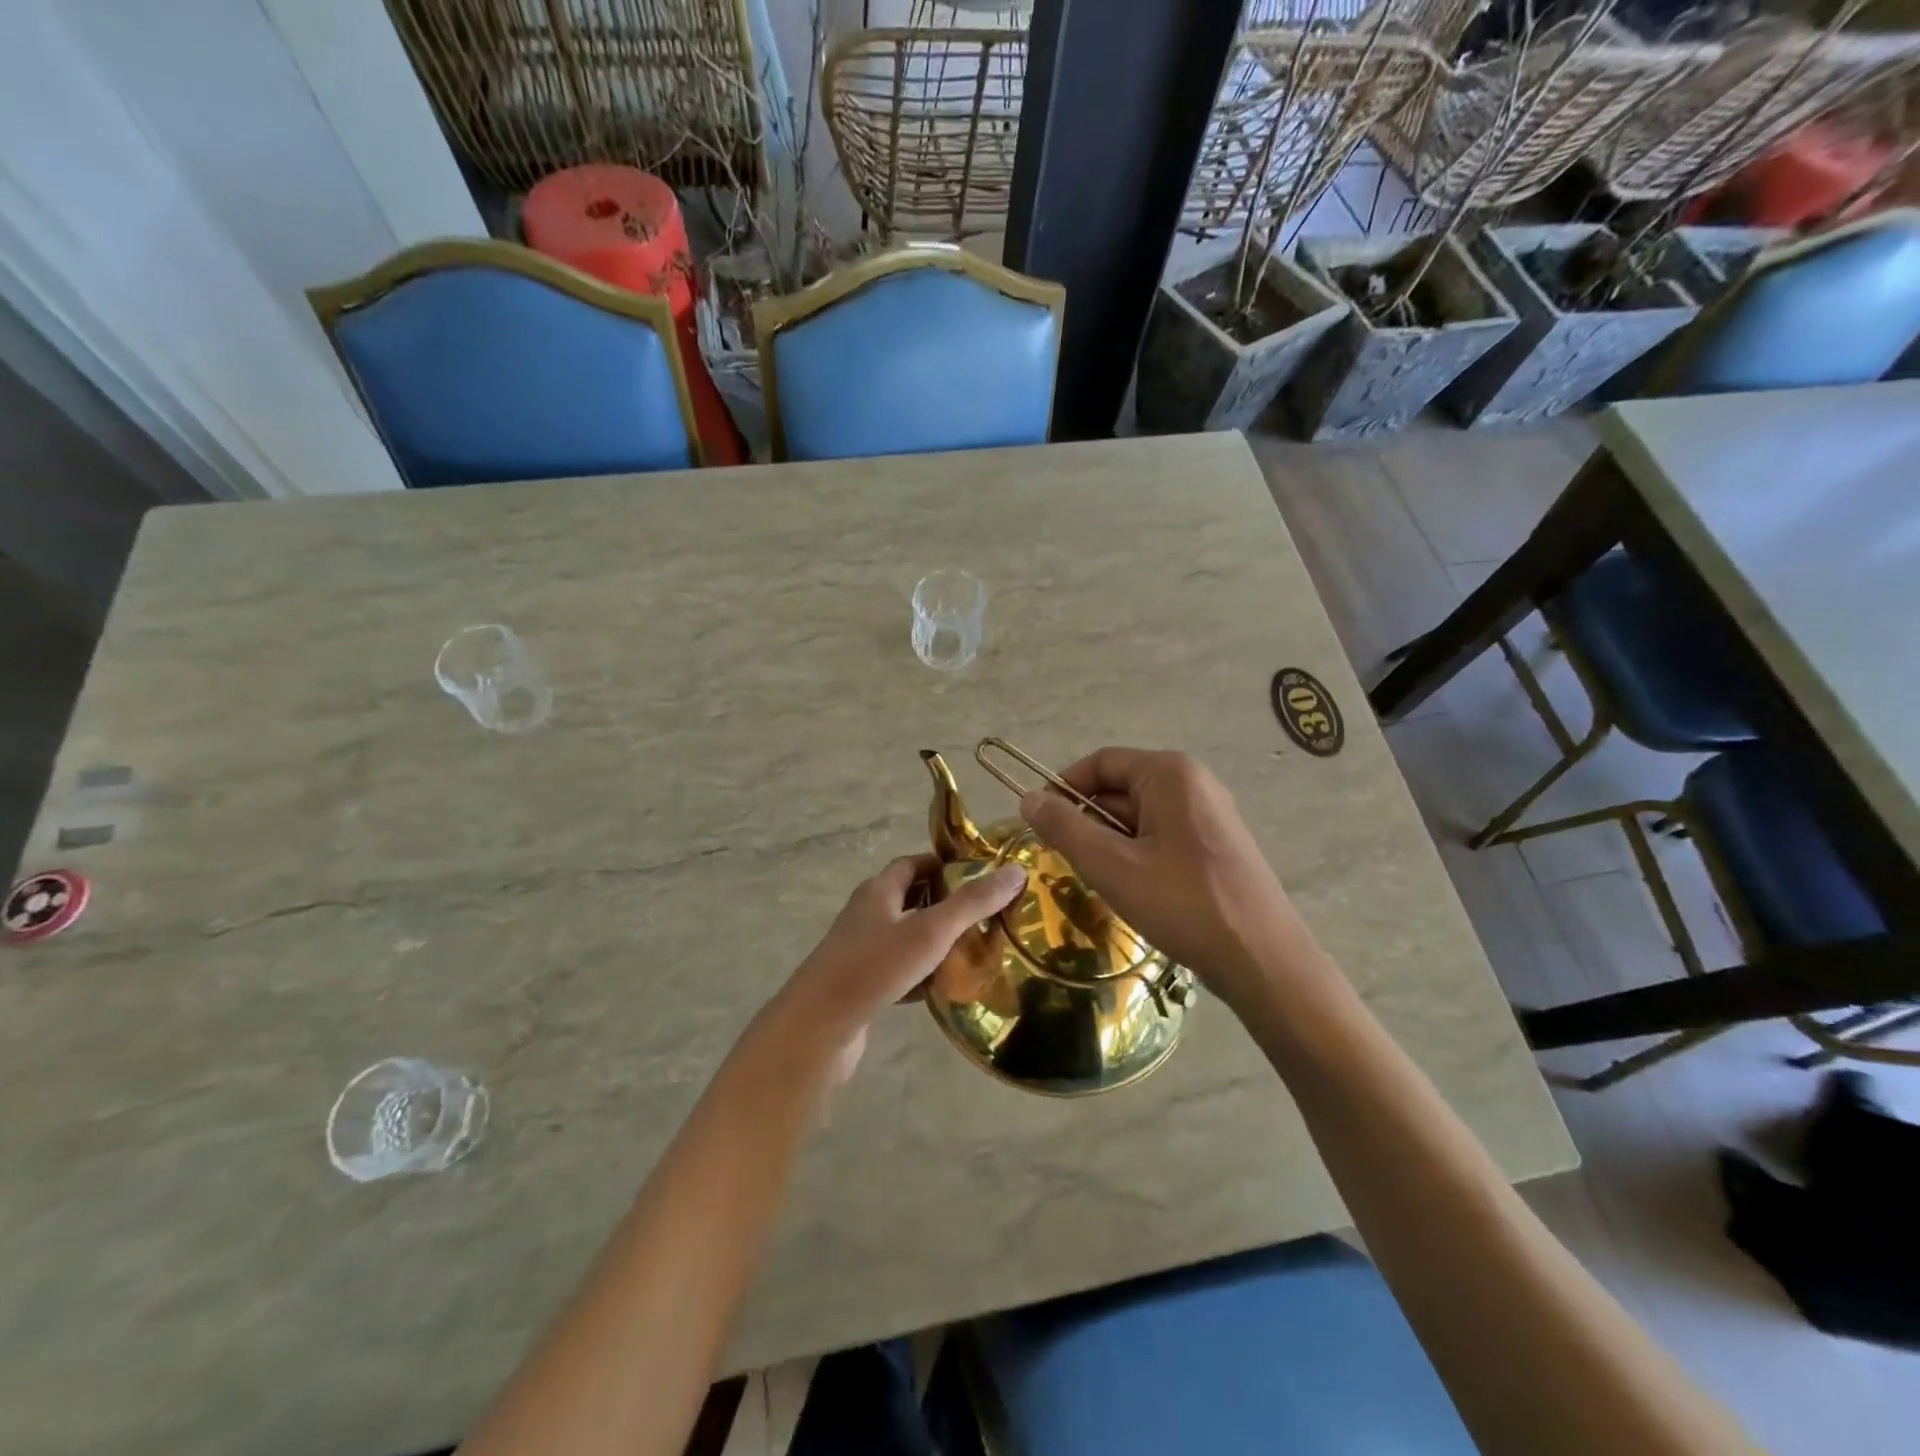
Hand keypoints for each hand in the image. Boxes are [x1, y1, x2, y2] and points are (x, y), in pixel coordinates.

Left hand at [756, 855, 1025, 1086]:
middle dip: (947, 905)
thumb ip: (973, 902)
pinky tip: (945, 990)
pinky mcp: (861, 985)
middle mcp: (867, 914)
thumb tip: (1016, 871)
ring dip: (936, 943)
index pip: (914, 863)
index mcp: (879, 890)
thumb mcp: (931, 930)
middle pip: (911, 900)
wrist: (818, 1027)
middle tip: (987, 917)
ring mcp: (861, 951)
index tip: (982, 876)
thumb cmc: (874, 966)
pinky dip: (922, 976)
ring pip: (906, 938)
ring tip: (976, 953)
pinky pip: (899, 972)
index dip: (946, 864)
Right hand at [1018, 748, 1310, 1014]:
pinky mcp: (1217, 845)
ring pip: (1140, 817)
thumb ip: (1065, 828)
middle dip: (1089, 822)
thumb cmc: (1183, 903)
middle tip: (1068, 863)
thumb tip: (1028, 798)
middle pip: (1120, 789)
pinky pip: (1163, 836)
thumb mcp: (1112, 866)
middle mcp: (1193, 783)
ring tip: (1102, 883)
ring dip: (1112, 844)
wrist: (1264, 961)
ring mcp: (1210, 815)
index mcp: (1169, 773)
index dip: (1063, 788)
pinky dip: (1139, 856)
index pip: (1100, 763)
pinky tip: (1136, 892)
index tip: (1038, 823)